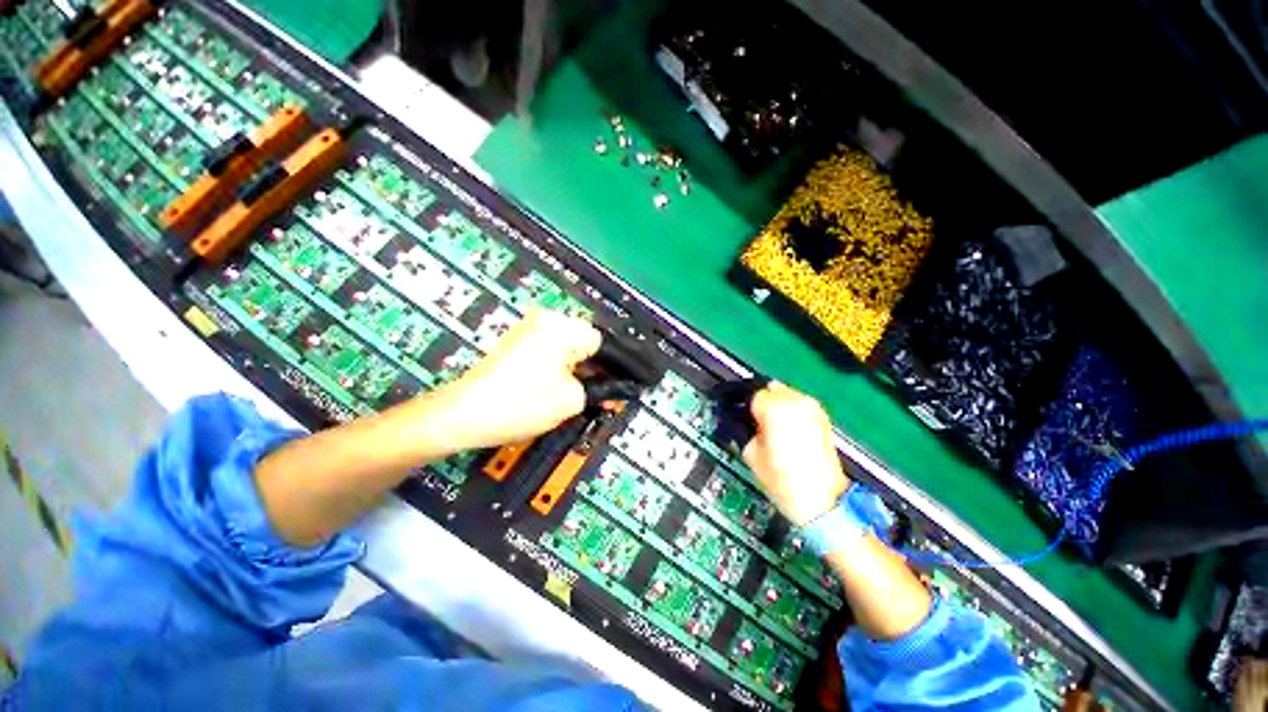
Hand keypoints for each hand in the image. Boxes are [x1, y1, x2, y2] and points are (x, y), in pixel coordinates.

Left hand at [435, 308, 601, 450]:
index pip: (601, 343)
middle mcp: (546, 320)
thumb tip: (610, 387)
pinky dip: (556, 369)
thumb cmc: (522, 404)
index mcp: (562, 327)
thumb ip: (599, 390)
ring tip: (572, 396)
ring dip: (575, 370)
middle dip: (592, 369)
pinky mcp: (516, 342)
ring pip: (566, 349)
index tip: (614, 388)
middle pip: (583, 343)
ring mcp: (528, 329)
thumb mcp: (572, 400)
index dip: (611, 367)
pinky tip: (554, 390)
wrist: (464, 415)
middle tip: (596, 396)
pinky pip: (548, 352)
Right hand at [742, 383, 849, 525]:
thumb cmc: (782, 479)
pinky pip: (799, 405)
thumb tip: (743, 421)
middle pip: (770, 389)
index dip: (746, 408)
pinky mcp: (823, 418)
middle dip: (762, 404)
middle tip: (757, 425)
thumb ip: (745, 428)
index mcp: (775, 407)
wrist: (822, 500)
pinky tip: (788, 432)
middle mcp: (796, 401)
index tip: (744, 421)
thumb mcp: (750, 452)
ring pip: (785, 394)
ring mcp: (813, 408)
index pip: (753, 395)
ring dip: (777, 406)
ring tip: (774, 430)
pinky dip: (791, 412)